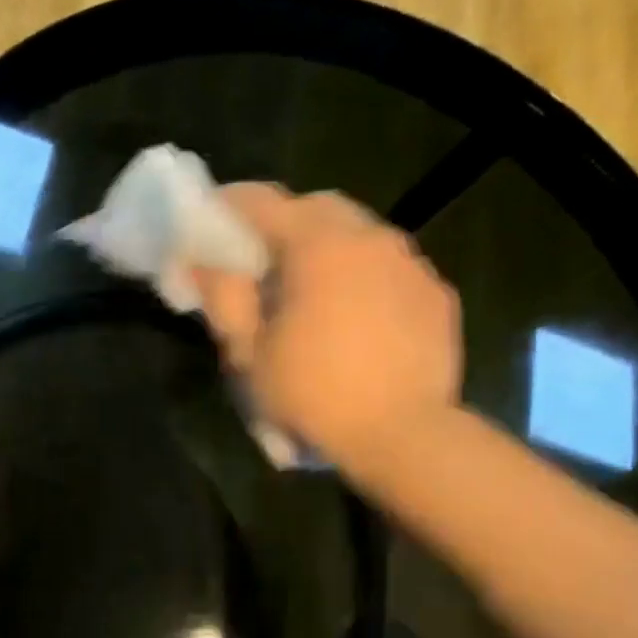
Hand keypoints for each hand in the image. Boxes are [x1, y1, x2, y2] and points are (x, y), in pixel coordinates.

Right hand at [192, 185, 462, 474]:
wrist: (403, 436)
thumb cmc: (314, 395)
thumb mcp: (250, 353)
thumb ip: (224, 297)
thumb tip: (202, 263)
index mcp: (318, 245)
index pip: (261, 202)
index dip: (227, 209)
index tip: (206, 228)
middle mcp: (370, 237)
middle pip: (316, 208)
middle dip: (282, 225)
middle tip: (260, 265)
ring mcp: (410, 263)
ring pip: (359, 234)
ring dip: (327, 250)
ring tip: (309, 295)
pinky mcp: (436, 294)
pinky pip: (390, 268)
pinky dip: (364, 278)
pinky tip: (354, 319)